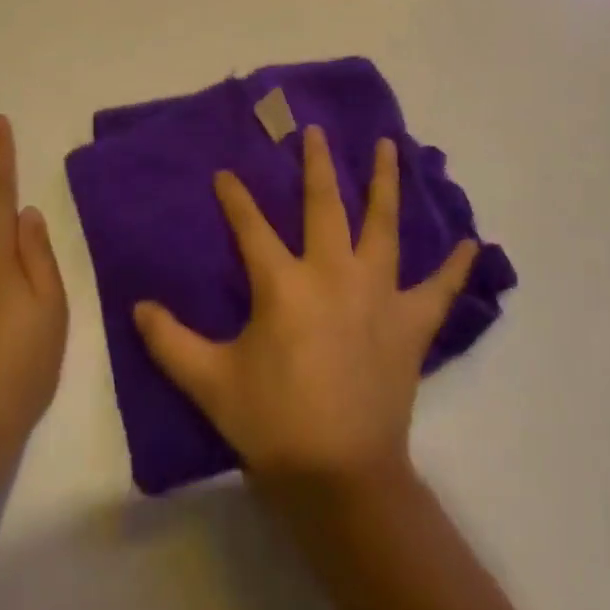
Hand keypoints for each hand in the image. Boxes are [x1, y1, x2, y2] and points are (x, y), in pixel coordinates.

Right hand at [133, 126, 476, 490]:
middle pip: (324, 204)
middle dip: (316, 164)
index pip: (251, 226)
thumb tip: (137, 306)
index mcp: (284, 284)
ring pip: (382, 225)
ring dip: (384, 182)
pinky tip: (472, 244)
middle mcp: (333, 273)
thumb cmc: (272, 424)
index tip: (226, 174)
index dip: (235, 198)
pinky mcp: (410, 323)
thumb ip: (170, 342)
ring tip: (387, 146)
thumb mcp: (210, 382)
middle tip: (314, 131)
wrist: (340, 478)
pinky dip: (455, 267)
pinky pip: (439, 289)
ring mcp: (378, 293)